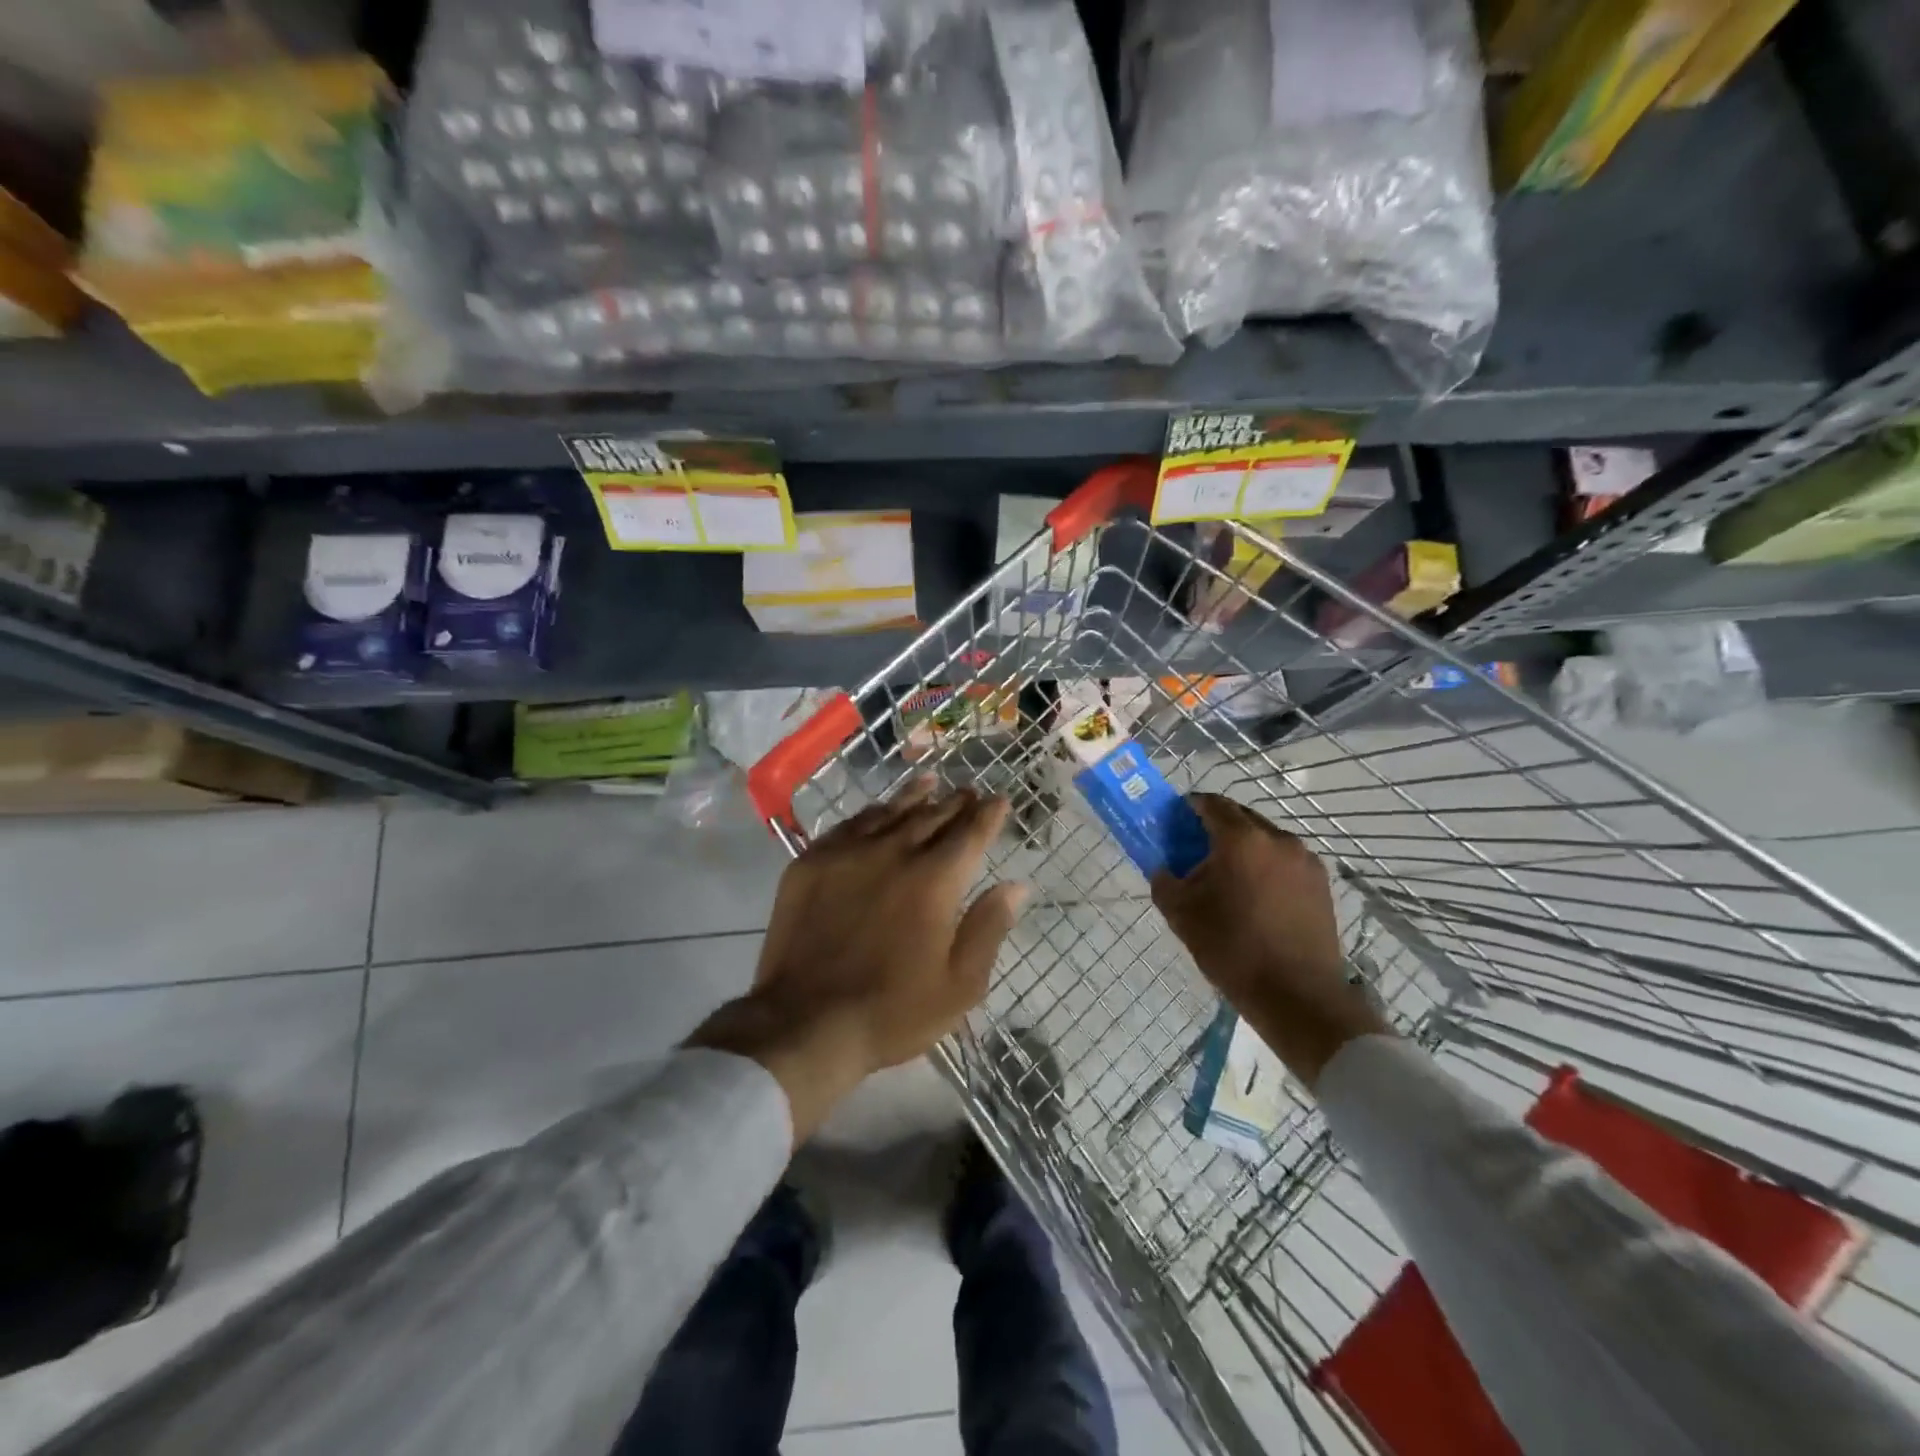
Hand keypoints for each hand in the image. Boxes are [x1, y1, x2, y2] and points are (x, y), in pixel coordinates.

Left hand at [692, 780, 1027, 1141]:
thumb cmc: (893, 1011)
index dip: (988, 814)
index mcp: (935, 881)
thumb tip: (1016, 885)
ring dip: (915, 796)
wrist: (805, 1022)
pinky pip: (849, 825)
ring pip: (889, 812)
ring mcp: (848, 854)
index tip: (1000, 799)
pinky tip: (877, 812)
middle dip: (956, 802)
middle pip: (932, 816)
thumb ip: (989, 928)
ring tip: (930, 782)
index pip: (970, 834)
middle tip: (969, 791)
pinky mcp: (811, 863)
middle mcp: (894, 853)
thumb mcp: (960, 984)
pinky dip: (871, 814)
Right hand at [1151, 794, 1387, 1087]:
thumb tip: (1164, 868)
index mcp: (1242, 839)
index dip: (1190, 807)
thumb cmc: (1233, 948)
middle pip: (1241, 818)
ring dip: (1243, 847)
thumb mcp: (1182, 914)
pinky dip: (1265, 866)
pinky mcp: (1321, 884)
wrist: (1298, 996)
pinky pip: (1284, 861)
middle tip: (1195, 850)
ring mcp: (1305, 861)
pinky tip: (1255, 896)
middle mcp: (1278, 839)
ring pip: (1265, 839)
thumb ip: (1164, 881)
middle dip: (1216, 827)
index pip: (1212, 803)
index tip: (1174, 821)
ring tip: (1226, 877)